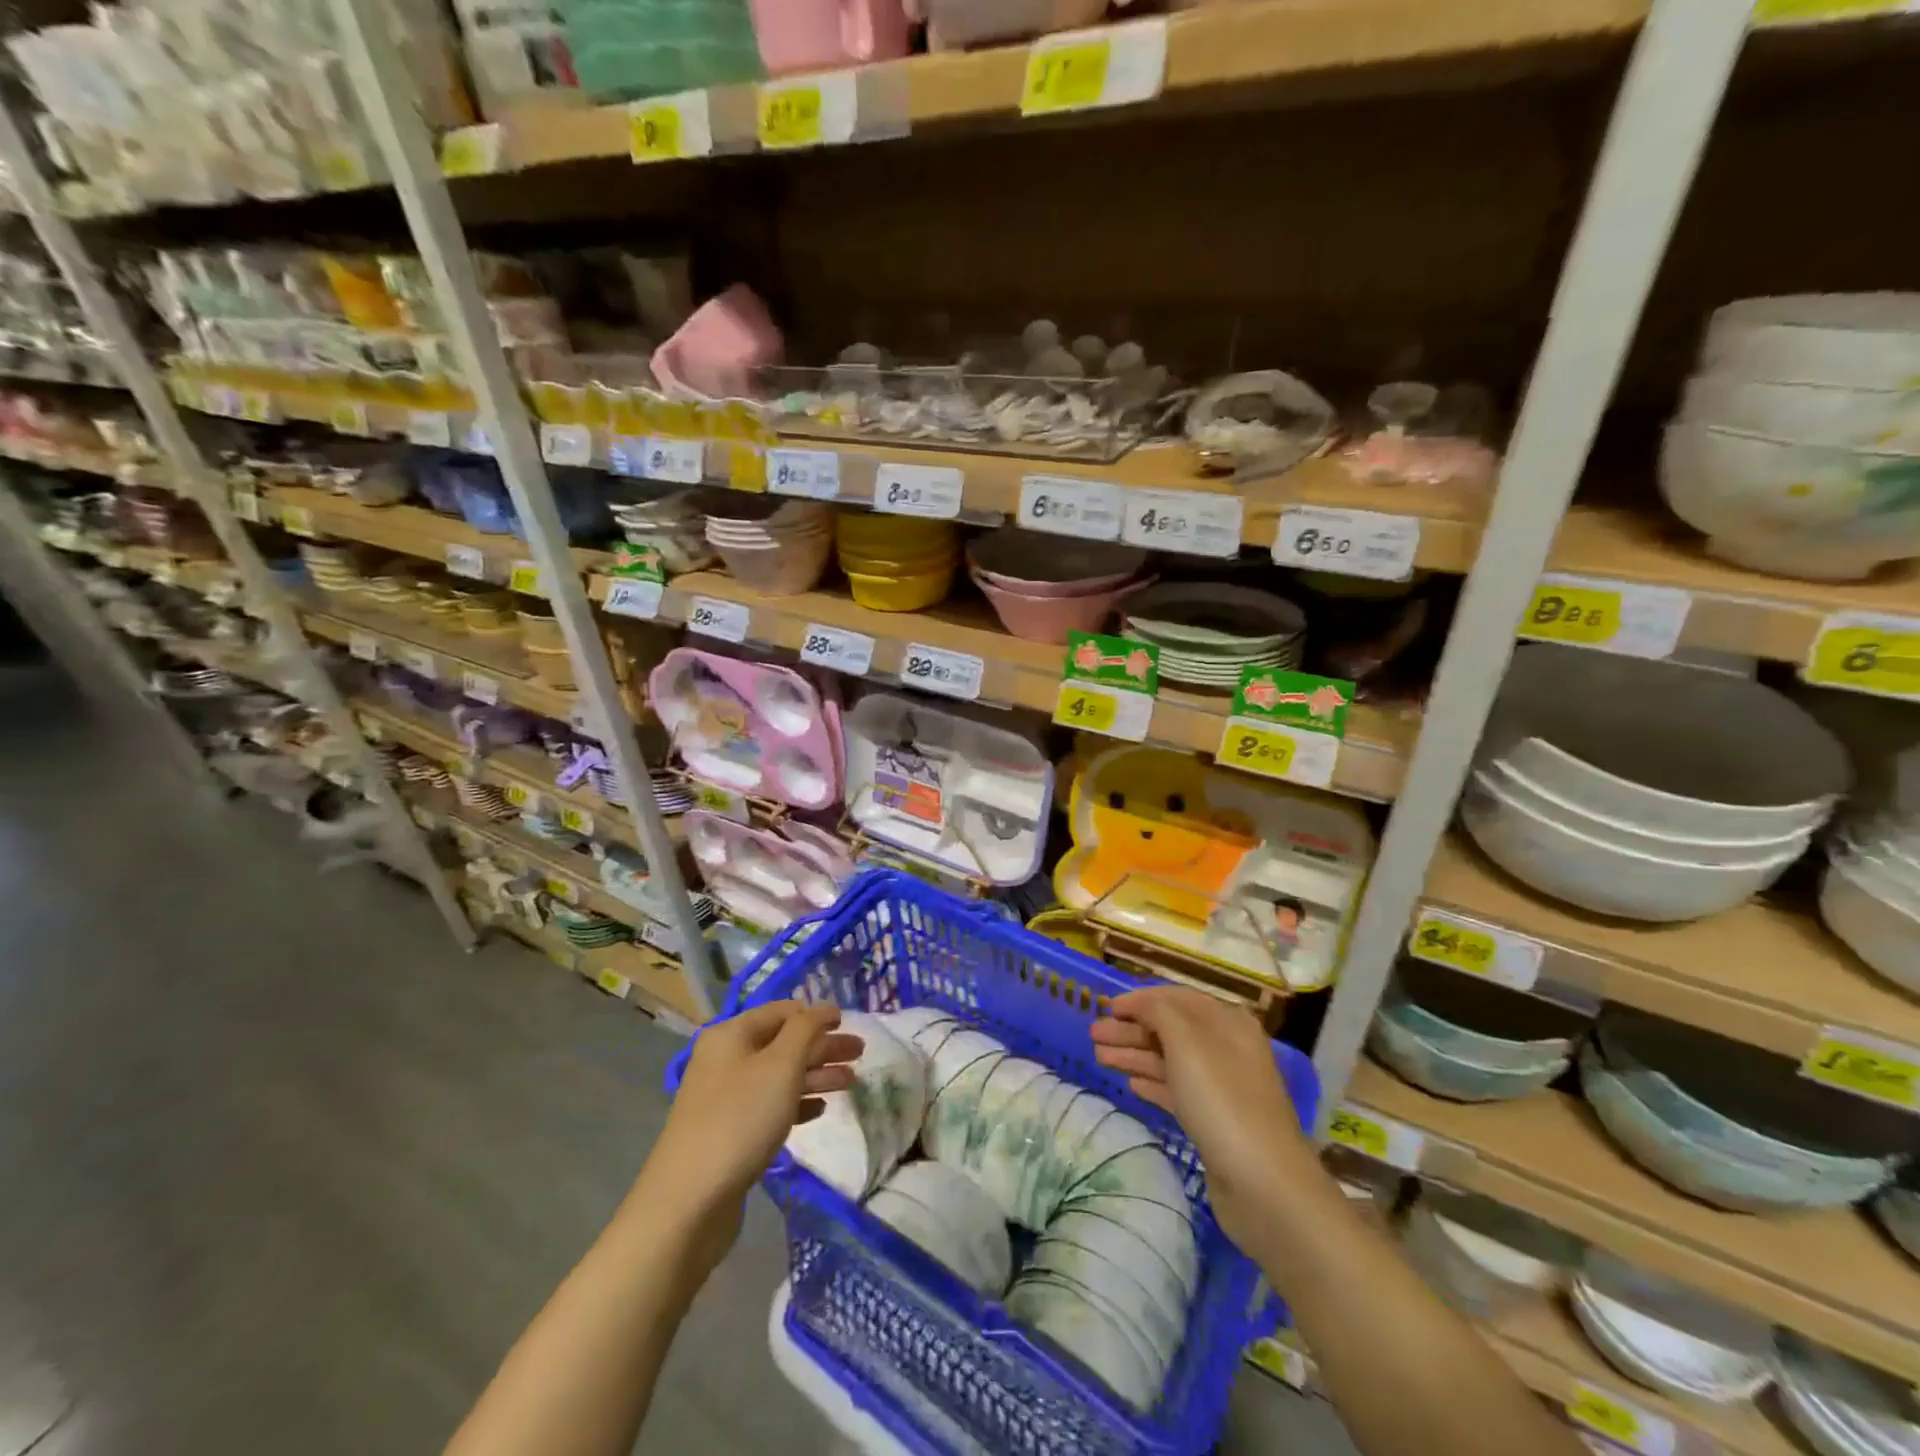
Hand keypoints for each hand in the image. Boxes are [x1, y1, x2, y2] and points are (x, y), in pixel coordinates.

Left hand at [636, 1002, 860, 1275]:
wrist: (689, 1202)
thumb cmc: (740, 1119)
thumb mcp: (781, 1065)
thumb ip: (806, 1030)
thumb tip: (823, 1009)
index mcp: (731, 1035)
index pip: (782, 1011)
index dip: (816, 1014)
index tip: (848, 1022)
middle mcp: (725, 1059)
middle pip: (783, 1043)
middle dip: (822, 1046)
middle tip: (860, 1053)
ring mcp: (725, 1098)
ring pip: (779, 1076)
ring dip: (815, 1075)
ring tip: (851, 1082)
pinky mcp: (729, 1132)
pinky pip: (770, 1105)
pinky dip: (797, 1103)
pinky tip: (821, 1110)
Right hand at [1090, 987, 1312, 1258]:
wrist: (1264, 1185)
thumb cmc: (1222, 1101)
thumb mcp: (1187, 1043)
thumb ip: (1159, 1012)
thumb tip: (1141, 1003)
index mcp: (1227, 1023)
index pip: (1177, 998)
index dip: (1140, 999)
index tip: (1106, 1006)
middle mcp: (1227, 1049)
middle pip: (1170, 1029)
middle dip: (1131, 1029)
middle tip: (1093, 1035)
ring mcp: (1222, 1087)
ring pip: (1170, 1060)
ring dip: (1135, 1054)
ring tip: (1099, 1057)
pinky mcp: (1214, 1121)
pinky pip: (1177, 1091)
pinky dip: (1153, 1082)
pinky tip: (1130, 1084)